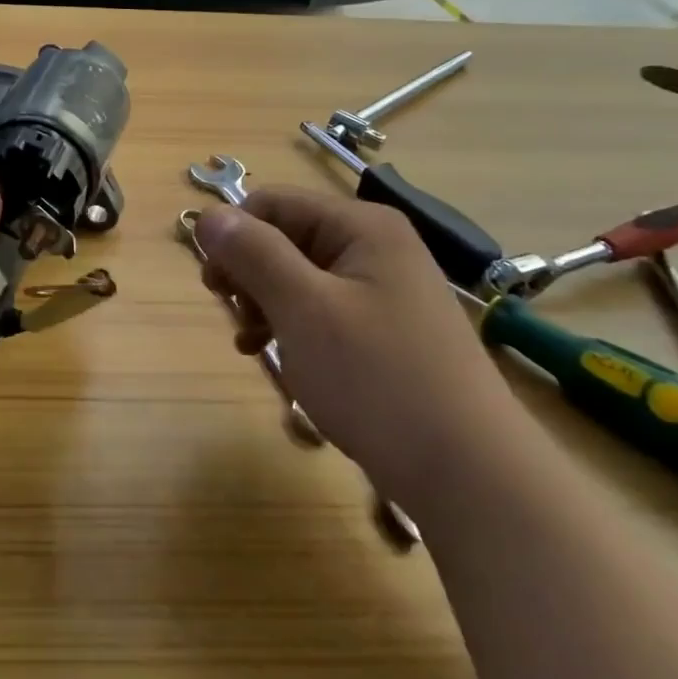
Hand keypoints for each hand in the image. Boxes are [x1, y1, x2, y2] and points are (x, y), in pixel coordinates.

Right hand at [194, 187, 528, 509]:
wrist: (469, 474)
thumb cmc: (377, 379)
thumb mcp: (303, 309)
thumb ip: (252, 254)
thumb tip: (208, 214)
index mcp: (361, 227)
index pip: (272, 204)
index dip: (234, 237)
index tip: (215, 288)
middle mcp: (375, 247)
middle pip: (285, 239)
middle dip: (250, 276)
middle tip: (239, 320)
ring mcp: (384, 290)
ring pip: (298, 278)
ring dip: (265, 305)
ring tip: (253, 346)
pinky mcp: (385, 330)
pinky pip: (322, 311)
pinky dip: (292, 328)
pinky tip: (278, 359)